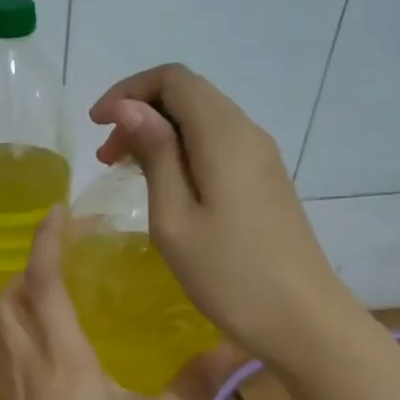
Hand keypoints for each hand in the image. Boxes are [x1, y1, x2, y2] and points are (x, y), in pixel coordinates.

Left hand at [0, 207, 215, 399]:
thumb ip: (193, 384)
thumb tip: (236, 350)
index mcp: (63, 356)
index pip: (43, 282)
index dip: (46, 241)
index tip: (58, 212)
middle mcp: (27, 361)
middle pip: (6, 298)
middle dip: (25, 271)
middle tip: (58, 265)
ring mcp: (10, 387)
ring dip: (16, 302)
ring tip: (51, 301)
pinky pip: (3, 353)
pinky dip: (16, 333)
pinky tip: (46, 351)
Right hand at [90, 64, 347, 367]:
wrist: (302, 320)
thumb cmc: (228, 273)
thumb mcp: (174, 216)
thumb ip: (155, 153)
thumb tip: (129, 106)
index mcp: (223, 134)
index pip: (173, 79)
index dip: (128, 91)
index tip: (97, 125)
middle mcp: (247, 132)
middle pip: (188, 94)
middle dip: (140, 112)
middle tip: (106, 158)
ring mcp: (261, 156)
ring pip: (202, 119)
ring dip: (160, 133)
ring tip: (126, 172)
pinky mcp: (265, 179)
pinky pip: (217, 144)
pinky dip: (182, 151)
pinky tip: (164, 186)